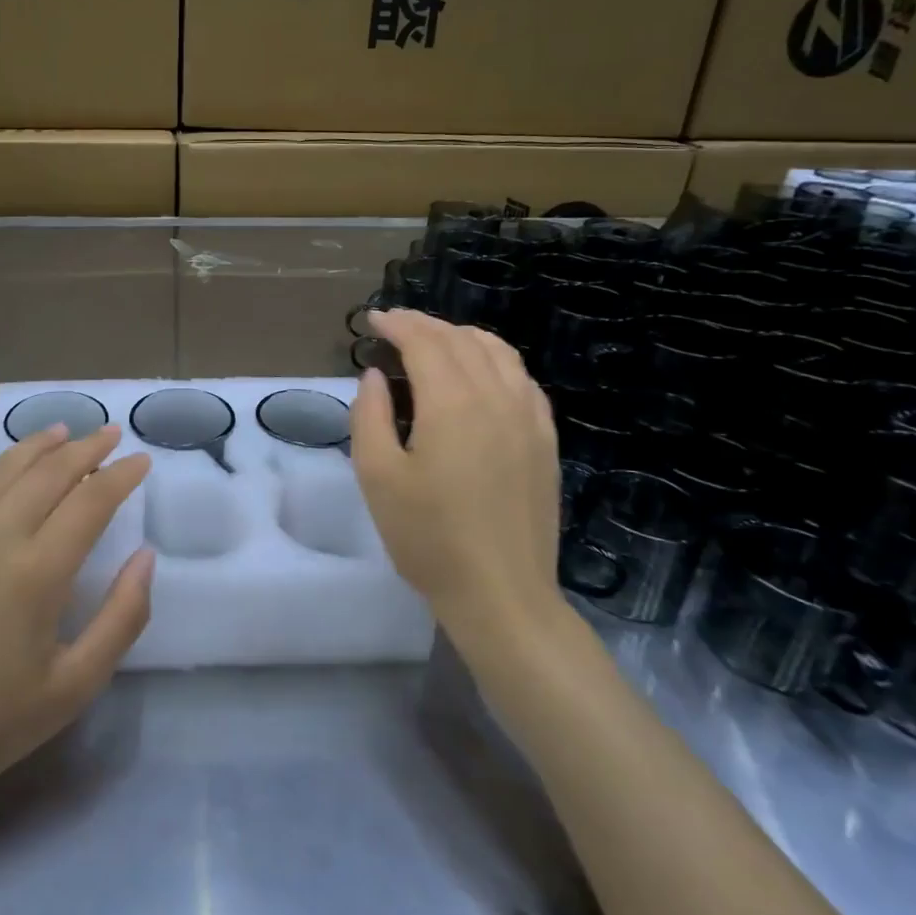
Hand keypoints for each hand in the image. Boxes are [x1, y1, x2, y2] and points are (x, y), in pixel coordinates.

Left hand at [0, 425, 153, 804]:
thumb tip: (146, 555)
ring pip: (0, 468)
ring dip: (36, 445)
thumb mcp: (74, 686)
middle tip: (110, 433)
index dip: (121, 475)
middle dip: (86, 448)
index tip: (141, 461)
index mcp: (37, 573)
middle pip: (49, 473)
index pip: (91, 501)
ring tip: (62, 431)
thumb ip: (122, 618)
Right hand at [349, 308, 569, 643]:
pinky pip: (522, 379)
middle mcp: (496, 397)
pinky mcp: (545, 439)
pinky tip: (481, 372)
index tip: (373, 320)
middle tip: (394, 325)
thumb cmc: (428, 538)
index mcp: (452, 403)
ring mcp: (528, 417)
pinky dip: (495, 359)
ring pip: (497, 352)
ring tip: (434, 340)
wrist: (502, 594)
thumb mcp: (378, 476)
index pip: (424, 341)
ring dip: (461, 336)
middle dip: (424, 325)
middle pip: (460, 340)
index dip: (397, 324)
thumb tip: (376, 376)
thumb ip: (370, 415)